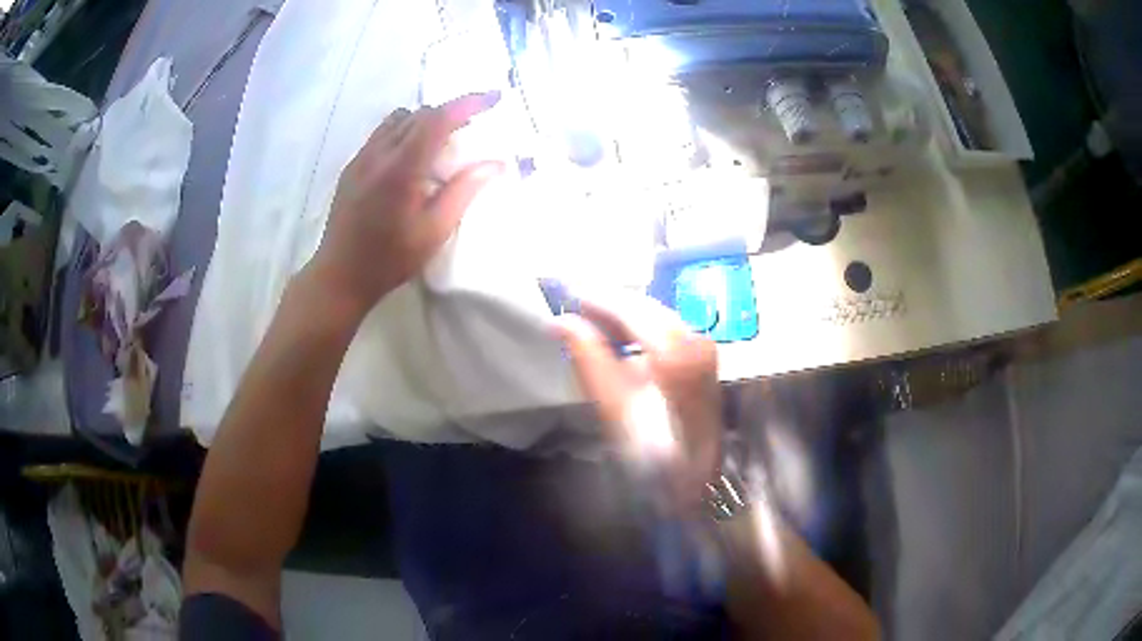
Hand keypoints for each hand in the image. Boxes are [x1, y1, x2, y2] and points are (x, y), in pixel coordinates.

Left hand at [309, 92, 504, 315]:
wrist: (340, 276)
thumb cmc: (389, 260)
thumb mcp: (433, 231)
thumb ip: (464, 192)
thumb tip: (496, 164)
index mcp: (400, 168)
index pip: (438, 119)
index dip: (469, 103)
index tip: (495, 98)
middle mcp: (378, 154)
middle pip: (419, 114)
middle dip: (450, 113)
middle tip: (473, 128)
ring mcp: (361, 158)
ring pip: (397, 120)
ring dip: (425, 121)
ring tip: (442, 141)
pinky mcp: (352, 168)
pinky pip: (382, 134)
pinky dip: (404, 132)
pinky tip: (411, 157)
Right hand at [555, 296, 721, 512]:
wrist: (692, 482)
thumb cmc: (651, 451)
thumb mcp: (612, 405)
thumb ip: (587, 356)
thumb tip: (561, 321)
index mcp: (674, 350)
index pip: (628, 307)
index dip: (594, 296)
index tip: (565, 291)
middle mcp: (695, 338)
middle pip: (645, 306)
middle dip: (608, 303)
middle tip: (573, 306)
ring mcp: (704, 347)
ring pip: (656, 314)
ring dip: (623, 314)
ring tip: (590, 321)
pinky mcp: (704, 357)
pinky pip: (667, 328)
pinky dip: (640, 327)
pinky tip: (619, 337)